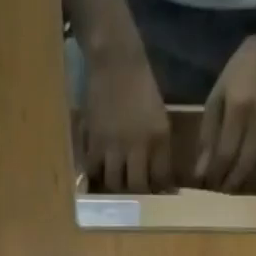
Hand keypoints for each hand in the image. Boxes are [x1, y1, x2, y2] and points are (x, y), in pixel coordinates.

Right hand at [82, 50, 172, 193]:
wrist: (116, 59)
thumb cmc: (141, 86)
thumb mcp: (159, 118)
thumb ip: (160, 148)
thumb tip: (162, 180)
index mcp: (159, 137)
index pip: (161, 179)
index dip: (159, 191)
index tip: (156, 195)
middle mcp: (138, 144)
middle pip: (137, 187)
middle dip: (136, 195)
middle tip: (134, 196)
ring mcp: (114, 143)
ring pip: (113, 183)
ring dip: (114, 188)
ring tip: (114, 186)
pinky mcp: (94, 139)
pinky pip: (93, 169)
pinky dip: (94, 175)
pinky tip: (96, 173)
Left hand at [196, 35, 255, 192]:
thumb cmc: (239, 75)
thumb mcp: (217, 97)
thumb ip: (208, 135)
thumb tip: (200, 173)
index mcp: (239, 107)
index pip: (225, 153)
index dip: (215, 175)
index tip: (208, 186)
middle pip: (245, 165)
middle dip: (231, 183)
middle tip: (222, 190)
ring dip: (250, 182)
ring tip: (239, 184)